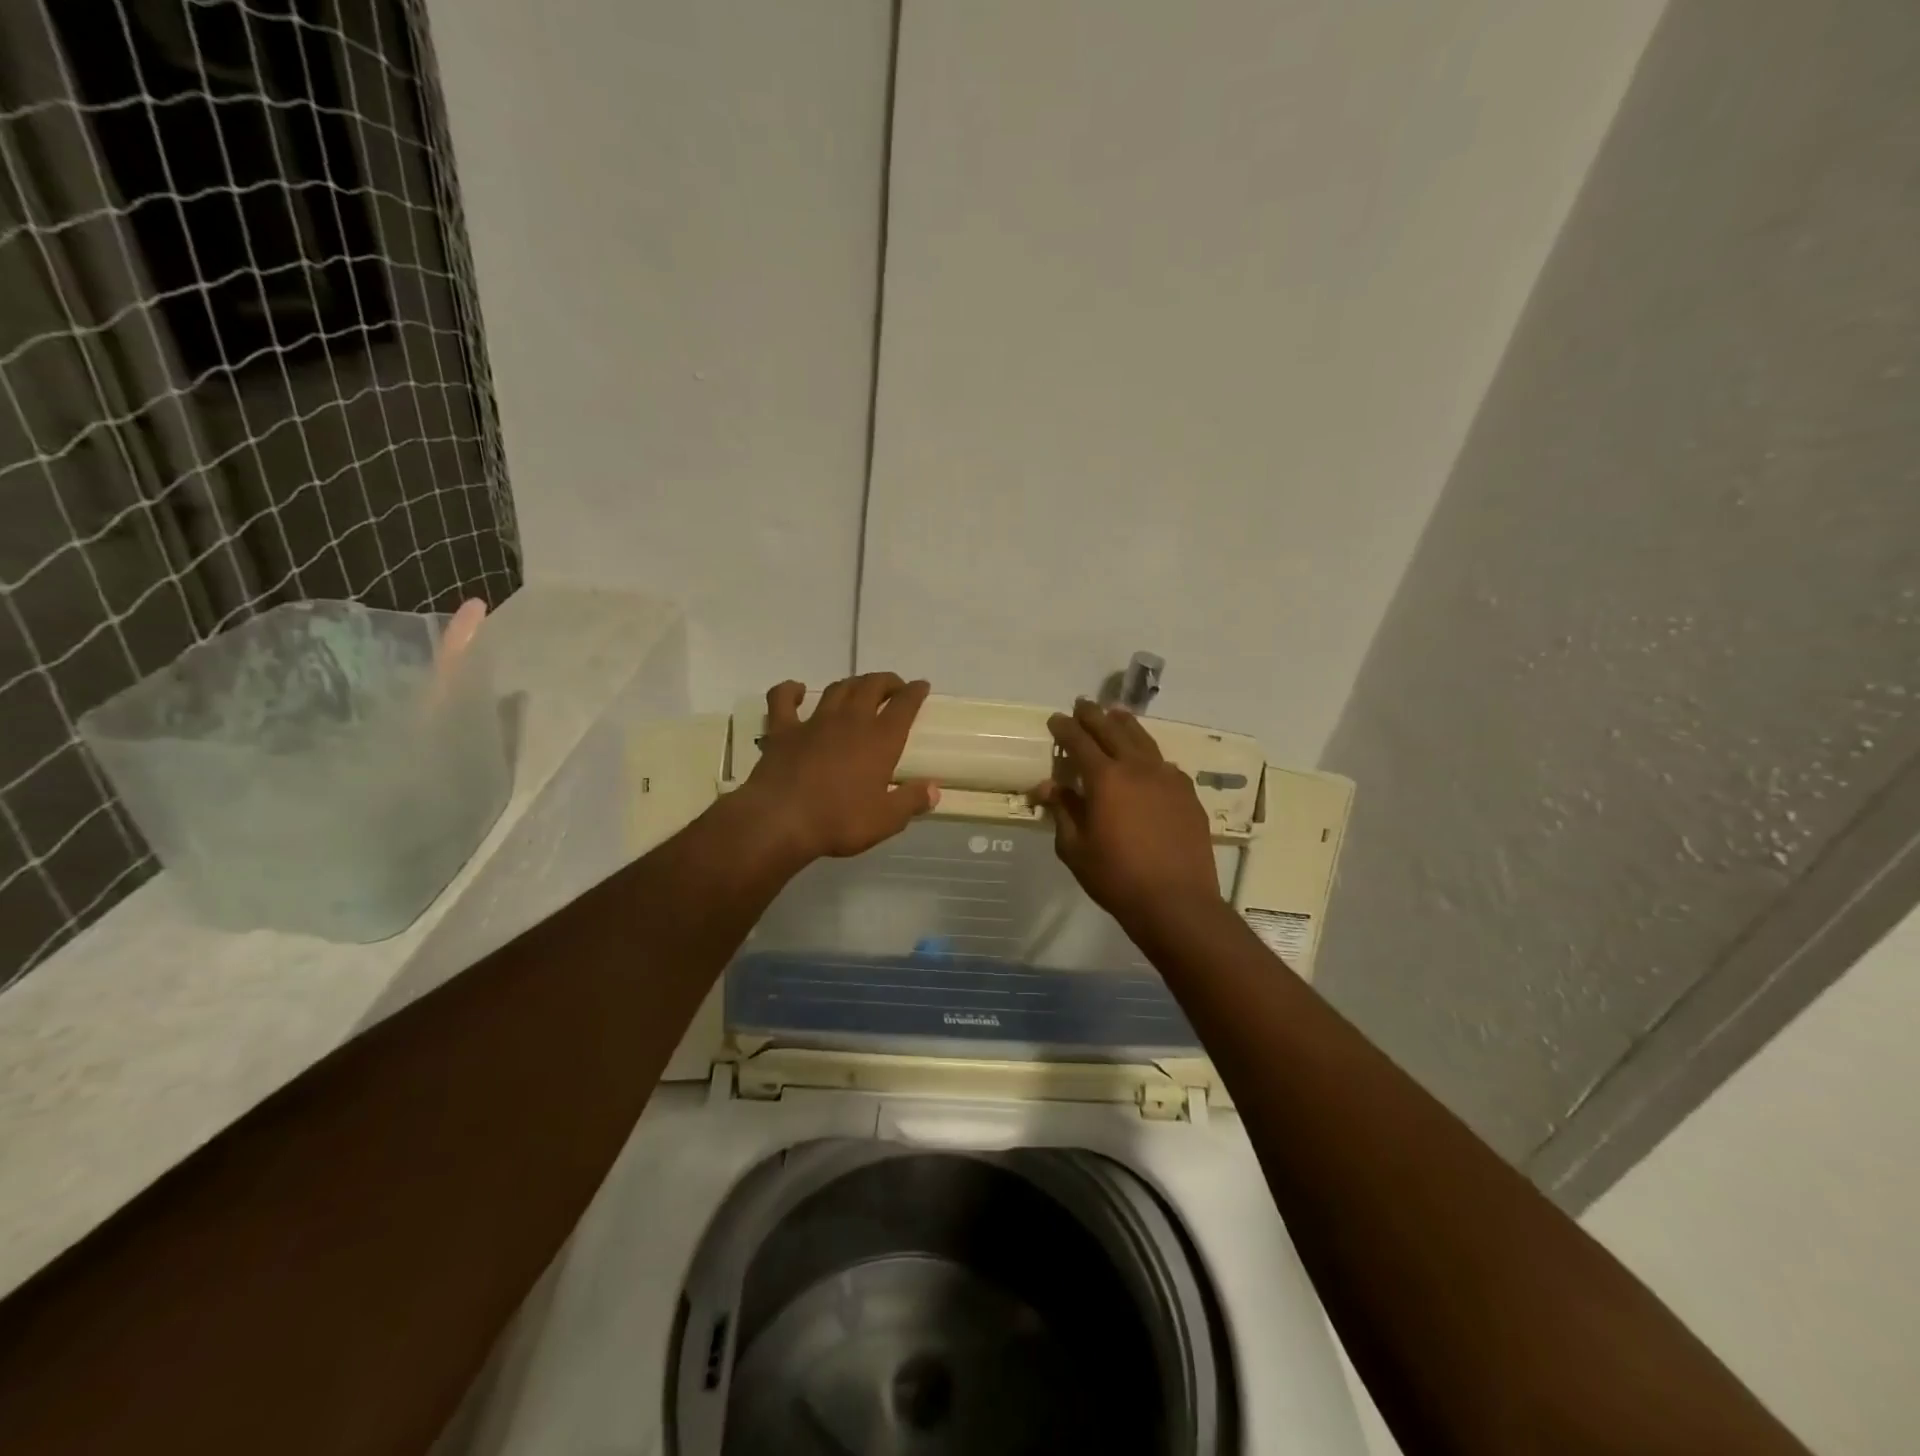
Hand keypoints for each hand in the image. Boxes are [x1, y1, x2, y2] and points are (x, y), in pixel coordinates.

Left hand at [743, 673, 939, 861]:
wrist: (780, 820)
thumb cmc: (839, 821)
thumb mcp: (886, 820)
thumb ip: (911, 801)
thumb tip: (933, 790)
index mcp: (881, 739)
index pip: (904, 705)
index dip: (915, 692)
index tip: (921, 686)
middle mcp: (850, 721)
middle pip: (872, 686)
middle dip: (886, 682)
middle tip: (894, 688)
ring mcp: (814, 722)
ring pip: (837, 689)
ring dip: (852, 684)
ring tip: (859, 689)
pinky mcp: (782, 730)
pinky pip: (783, 698)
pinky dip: (790, 690)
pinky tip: (797, 691)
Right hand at [1033, 700, 1221, 922]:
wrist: (1177, 901)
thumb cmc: (1117, 877)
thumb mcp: (1075, 848)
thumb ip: (1062, 811)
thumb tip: (1048, 786)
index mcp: (1105, 778)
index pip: (1080, 742)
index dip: (1065, 728)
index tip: (1056, 718)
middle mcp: (1137, 768)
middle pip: (1113, 730)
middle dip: (1094, 715)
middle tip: (1082, 704)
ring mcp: (1168, 778)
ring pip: (1143, 740)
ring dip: (1125, 724)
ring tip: (1116, 714)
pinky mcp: (1188, 793)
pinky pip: (1164, 763)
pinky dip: (1149, 753)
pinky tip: (1147, 759)